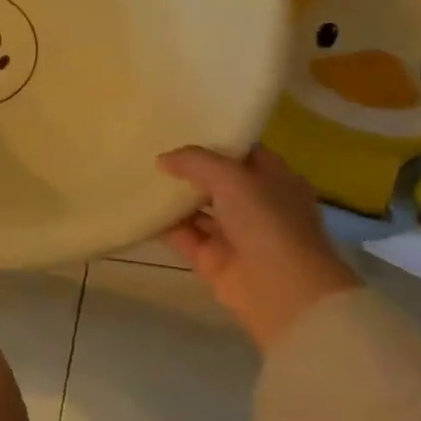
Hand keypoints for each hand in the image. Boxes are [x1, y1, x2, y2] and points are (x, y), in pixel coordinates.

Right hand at [156, 145, 355, 349]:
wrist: (283, 292)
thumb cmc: (268, 222)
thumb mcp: (232, 177)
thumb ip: (194, 161)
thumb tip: (162, 160)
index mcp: (276, 180)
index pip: (242, 153)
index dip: (214, 140)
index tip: (180, 128)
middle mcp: (257, 205)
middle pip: (216, 181)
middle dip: (187, 169)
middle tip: (150, 149)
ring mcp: (235, 234)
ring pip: (197, 209)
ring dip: (172, 196)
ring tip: (137, 175)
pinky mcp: (213, 260)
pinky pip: (183, 236)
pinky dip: (163, 224)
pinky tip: (138, 207)